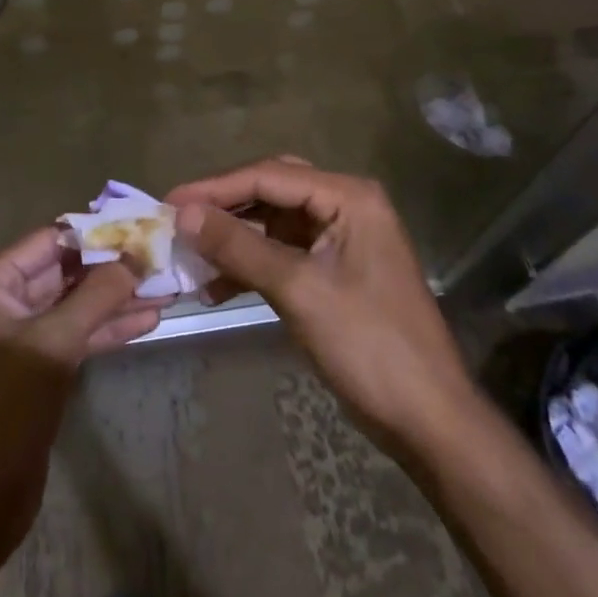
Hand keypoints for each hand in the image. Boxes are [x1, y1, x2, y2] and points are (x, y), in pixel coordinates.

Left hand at [0, 228, 167, 544]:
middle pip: (66, 271)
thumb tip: (136, 257)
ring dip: (118, 298)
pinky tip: (149, 320)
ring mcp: (21, 339)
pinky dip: (109, 329)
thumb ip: (95, 297)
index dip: (96, 231)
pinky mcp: (37, 371)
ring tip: (167, 287)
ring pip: (76, 306)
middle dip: (113, 267)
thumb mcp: (51, 345)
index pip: (50, 240)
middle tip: (161, 255)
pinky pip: (77, 337)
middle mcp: (3, 303)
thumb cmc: (1, 410)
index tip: (141, 224)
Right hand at [167, 158, 477, 456]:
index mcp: (348, 196)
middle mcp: (346, 206)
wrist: (429, 420)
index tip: (168, 202)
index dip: (215, 188)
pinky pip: (283, 253)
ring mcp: (341, 239)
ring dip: (234, 238)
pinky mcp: (335, 271)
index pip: (269, 176)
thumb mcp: (298, 290)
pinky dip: (251, 265)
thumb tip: (183, 214)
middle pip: (272, 191)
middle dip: (224, 207)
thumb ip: (239, 246)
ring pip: (274, 223)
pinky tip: (216, 287)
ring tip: (190, 256)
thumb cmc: (369, 345)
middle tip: (178, 220)